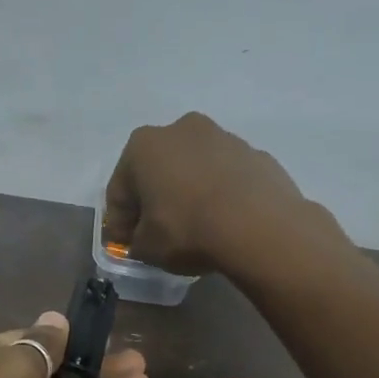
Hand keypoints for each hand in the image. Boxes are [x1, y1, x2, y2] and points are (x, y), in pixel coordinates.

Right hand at [102, 112, 318, 275]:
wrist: (259, 226)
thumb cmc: (187, 230)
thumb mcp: (146, 248)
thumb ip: (136, 241)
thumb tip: (142, 239)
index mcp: (142, 146)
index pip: (119, 190)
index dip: (120, 222)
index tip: (126, 245)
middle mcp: (180, 129)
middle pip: (157, 170)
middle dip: (154, 199)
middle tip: (158, 233)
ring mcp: (223, 137)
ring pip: (194, 169)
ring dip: (189, 192)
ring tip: (196, 227)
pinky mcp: (255, 153)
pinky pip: (226, 177)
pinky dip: (221, 194)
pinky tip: (225, 222)